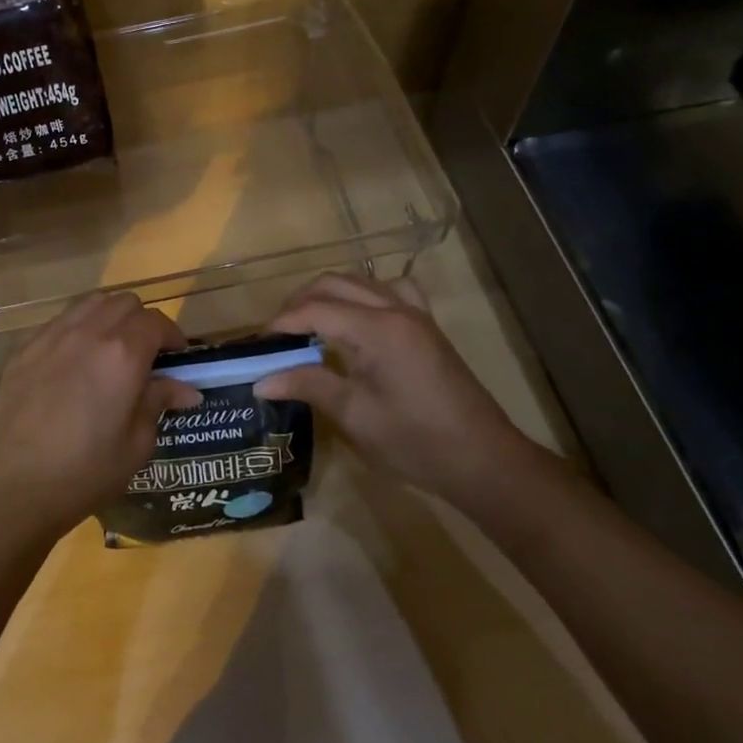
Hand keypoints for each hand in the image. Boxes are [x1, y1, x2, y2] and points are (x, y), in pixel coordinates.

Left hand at [0, 292, 201, 541]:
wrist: (13, 487)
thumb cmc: (85, 472)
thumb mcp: (135, 445)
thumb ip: (158, 403)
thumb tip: (185, 389)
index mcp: (123, 355)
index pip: (156, 322)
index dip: (172, 335)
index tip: (177, 356)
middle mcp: (88, 333)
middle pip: (124, 302)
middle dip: (141, 321)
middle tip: (146, 353)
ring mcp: (51, 336)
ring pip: (90, 303)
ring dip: (109, 317)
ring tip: (110, 349)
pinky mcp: (23, 348)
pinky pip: (58, 321)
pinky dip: (76, 328)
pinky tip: (74, 360)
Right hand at [253, 272, 532, 506]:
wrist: (483, 460)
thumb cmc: (415, 441)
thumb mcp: (354, 415)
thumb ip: (307, 385)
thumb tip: (261, 380)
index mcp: (376, 329)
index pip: (315, 309)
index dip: (282, 323)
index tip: (258, 344)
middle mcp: (395, 309)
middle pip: (334, 284)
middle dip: (299, 303)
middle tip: (278, 335)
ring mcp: (415, 314)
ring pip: (361, 282)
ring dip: (329, 295)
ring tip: (309, 325)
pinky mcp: (427, 326)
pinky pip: (392, 290)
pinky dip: (365, 295)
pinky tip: (358, 319)